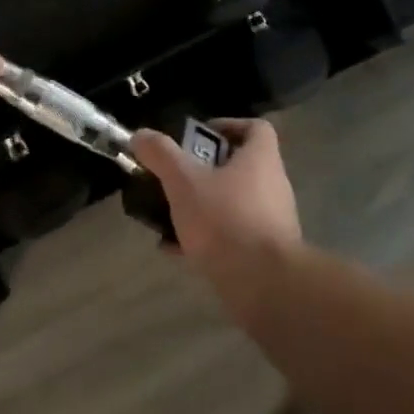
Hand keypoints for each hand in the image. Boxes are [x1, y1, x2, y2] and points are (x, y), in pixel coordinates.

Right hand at [131, 118, 300, 286]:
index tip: (199, 138)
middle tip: (177, 176)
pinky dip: (208, 238)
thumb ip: (162, 155)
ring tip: (171, 215)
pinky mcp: (268, 255)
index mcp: (262, 159)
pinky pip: (235, 236)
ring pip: (235, 203)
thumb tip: (140, 134)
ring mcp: (273, 222)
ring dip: (205, 206)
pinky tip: (177, 250)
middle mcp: (273, 186)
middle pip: (241, 166)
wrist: (265, 287)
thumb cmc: (226, 220)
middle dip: (206, 170)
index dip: (228, 126)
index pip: (256, 128)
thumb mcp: (184, 182)